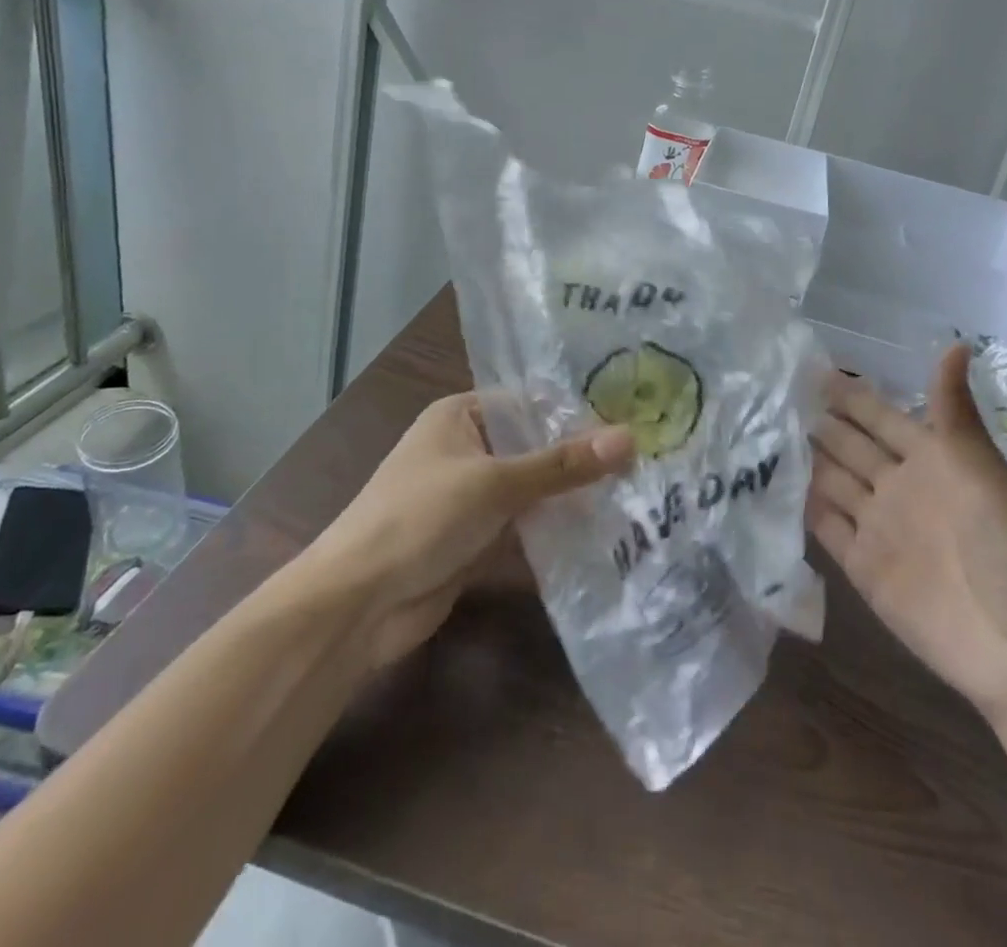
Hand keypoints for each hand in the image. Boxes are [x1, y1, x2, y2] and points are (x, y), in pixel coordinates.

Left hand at [307, 394, 633, 669]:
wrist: (358, 605)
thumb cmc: (421, 518)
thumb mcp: (495, 483)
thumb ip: (562, 464)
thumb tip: (631, 438)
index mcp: (461, 415)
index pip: (530, 402)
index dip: (577, 410)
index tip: (633, 416)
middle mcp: (467, 448)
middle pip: (534, 446)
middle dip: (582, 456)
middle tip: (648, 455)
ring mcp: (471, 496)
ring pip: (533, 488)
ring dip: (573, 495)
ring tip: (639, 491)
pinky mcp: (476, 538)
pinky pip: (525, 524)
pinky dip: (556, 527)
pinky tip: (605, 531)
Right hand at [808, 346, 1006, 721]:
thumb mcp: (981, 470)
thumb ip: (953, 411)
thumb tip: (954, 343)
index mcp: (931, 458)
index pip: (879, 415)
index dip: (849, 394)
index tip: (807, 367)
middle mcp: (899, 486)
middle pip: (850, 445)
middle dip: (817, 421)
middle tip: (771, 395)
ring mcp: (879, 526)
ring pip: (832, 481)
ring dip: (804, 460)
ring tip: (761, 433)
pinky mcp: (862, 566)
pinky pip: (826, 527)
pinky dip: (802, 507)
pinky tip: (772, 486)